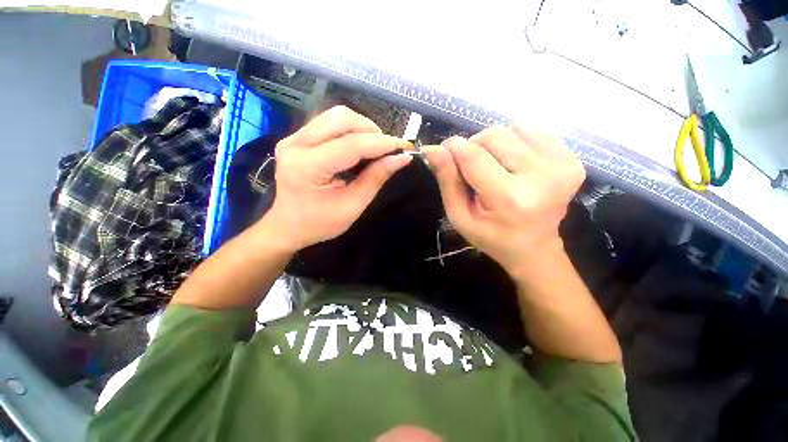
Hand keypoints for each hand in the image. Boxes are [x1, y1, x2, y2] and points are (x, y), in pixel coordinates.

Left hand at [258, 106, 412, 252]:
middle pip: (341, 118)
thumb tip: (401, 158)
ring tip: (374, 148)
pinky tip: (359, 147)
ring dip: (361, 128)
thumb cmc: (320, 223)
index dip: (381, 143)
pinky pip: (329, 123)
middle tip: (387, 149)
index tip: (404, 146)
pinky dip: (350, 130)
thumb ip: (376, 178)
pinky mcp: (297, 138)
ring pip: (335, 116)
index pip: (351, 145)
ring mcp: (293, 138)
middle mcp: (296, 144)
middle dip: (371, 130)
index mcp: (307, 167)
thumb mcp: (353, 206)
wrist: (288, 226)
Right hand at [424, 125, 584, 277]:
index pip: (474, 157)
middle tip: (470, 167)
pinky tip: (513, 163)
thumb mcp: (460, 216)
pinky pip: (534, 131)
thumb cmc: (491, 236)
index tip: (441, 149)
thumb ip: (447, 182)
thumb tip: (434, 149)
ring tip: (493, 166)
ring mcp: (563, 166)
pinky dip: (516, 142)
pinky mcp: (573, 160)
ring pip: (513, 128)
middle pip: (494, 136)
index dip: (453, 148)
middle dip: (473, 146)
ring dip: (494, 144)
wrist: (534, 248)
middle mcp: (541, 177)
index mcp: (509, 198)